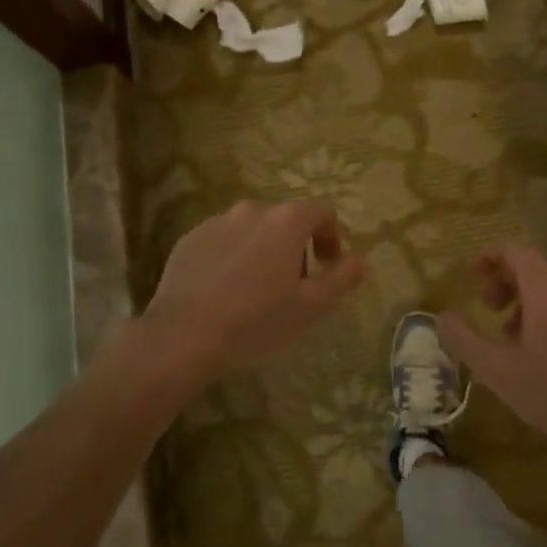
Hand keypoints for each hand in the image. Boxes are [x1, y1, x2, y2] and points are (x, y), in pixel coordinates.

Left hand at [137, 200, 366, 390]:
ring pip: (252, 229)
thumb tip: (362, 260)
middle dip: (296, 246)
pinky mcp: (190, 238)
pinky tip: (225, 291)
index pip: (321, 212)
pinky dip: (232, 256)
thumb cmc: (256, 320)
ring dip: (263, 250)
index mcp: (286, 220)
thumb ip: (341, 278)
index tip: (329, 267)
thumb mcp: (310, 307)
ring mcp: (216, 221)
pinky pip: (222, 240)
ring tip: (257, 290)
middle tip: (293, 286)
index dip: (331, 237)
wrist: (183, 336)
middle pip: (285, 219)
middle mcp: (252, 210)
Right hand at [439, 244, 546, 467]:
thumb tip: (443, 317)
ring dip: (532, 305)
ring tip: (519, 341)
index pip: (515, 251)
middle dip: (508, 284)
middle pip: (537, 269)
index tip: (474, 275)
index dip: (490, 257)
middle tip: (491, 312)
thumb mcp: (501, 373)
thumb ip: (466, 341)